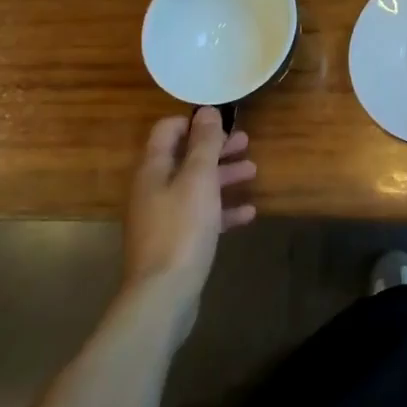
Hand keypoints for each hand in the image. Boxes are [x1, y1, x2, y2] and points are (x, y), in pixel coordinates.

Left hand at [123, 109, 256, 331]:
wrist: (163, 295)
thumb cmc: (182, 229)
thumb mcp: (198, 179)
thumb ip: (204, 144)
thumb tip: (206, 111)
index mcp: (153, 170)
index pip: (167, 131)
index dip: (193, 122)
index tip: (222, 122)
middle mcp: (153, 190)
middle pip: (184, 158)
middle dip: (215, 149)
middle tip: (246, 143)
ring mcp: (162, 218)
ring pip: (195, 187)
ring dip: (223, 176)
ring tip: (253, 172)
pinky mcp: (175, 242)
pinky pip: (201, 216)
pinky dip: (223, 209)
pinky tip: (248, 212)